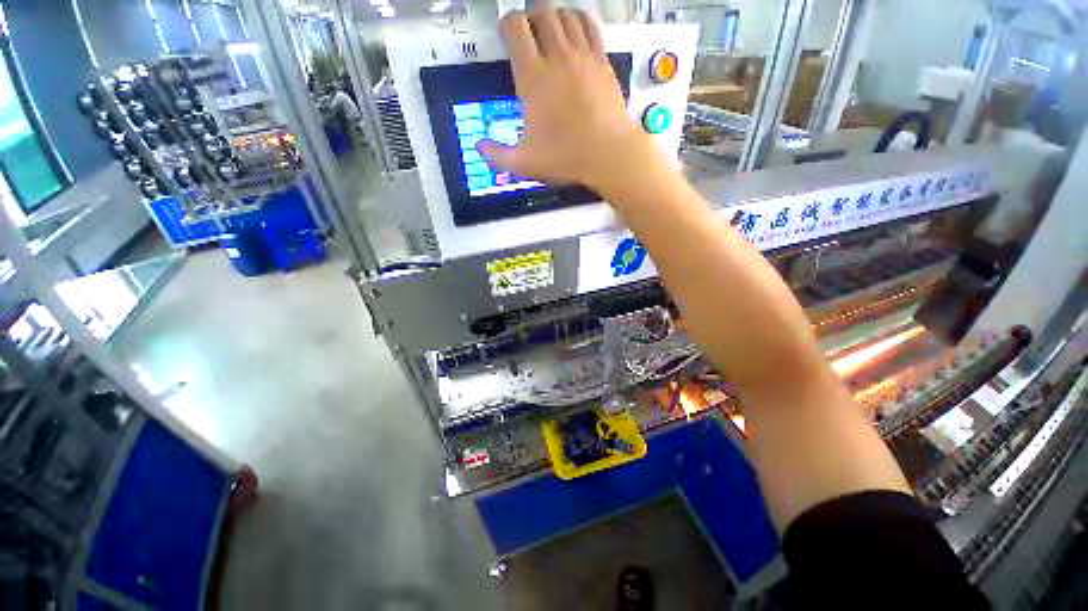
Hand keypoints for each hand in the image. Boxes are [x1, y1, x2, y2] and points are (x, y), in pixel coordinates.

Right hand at [477, 4, 662, 193]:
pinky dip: (579, 20)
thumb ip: (498, 156)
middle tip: (529, 37)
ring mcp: (583, 56)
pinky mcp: (602, 60)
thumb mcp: (525, 163)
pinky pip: (589, 25)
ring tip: (550, 35)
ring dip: (554, 18)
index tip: (507, 38)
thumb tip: (480, 147)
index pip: (515, 27)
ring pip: (565, 14)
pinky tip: (575, 31)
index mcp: (533, 77)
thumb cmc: (566, 157)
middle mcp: (557, 57)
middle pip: (541, 12)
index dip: (507, 25)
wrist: (608, 155)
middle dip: (530, 18)